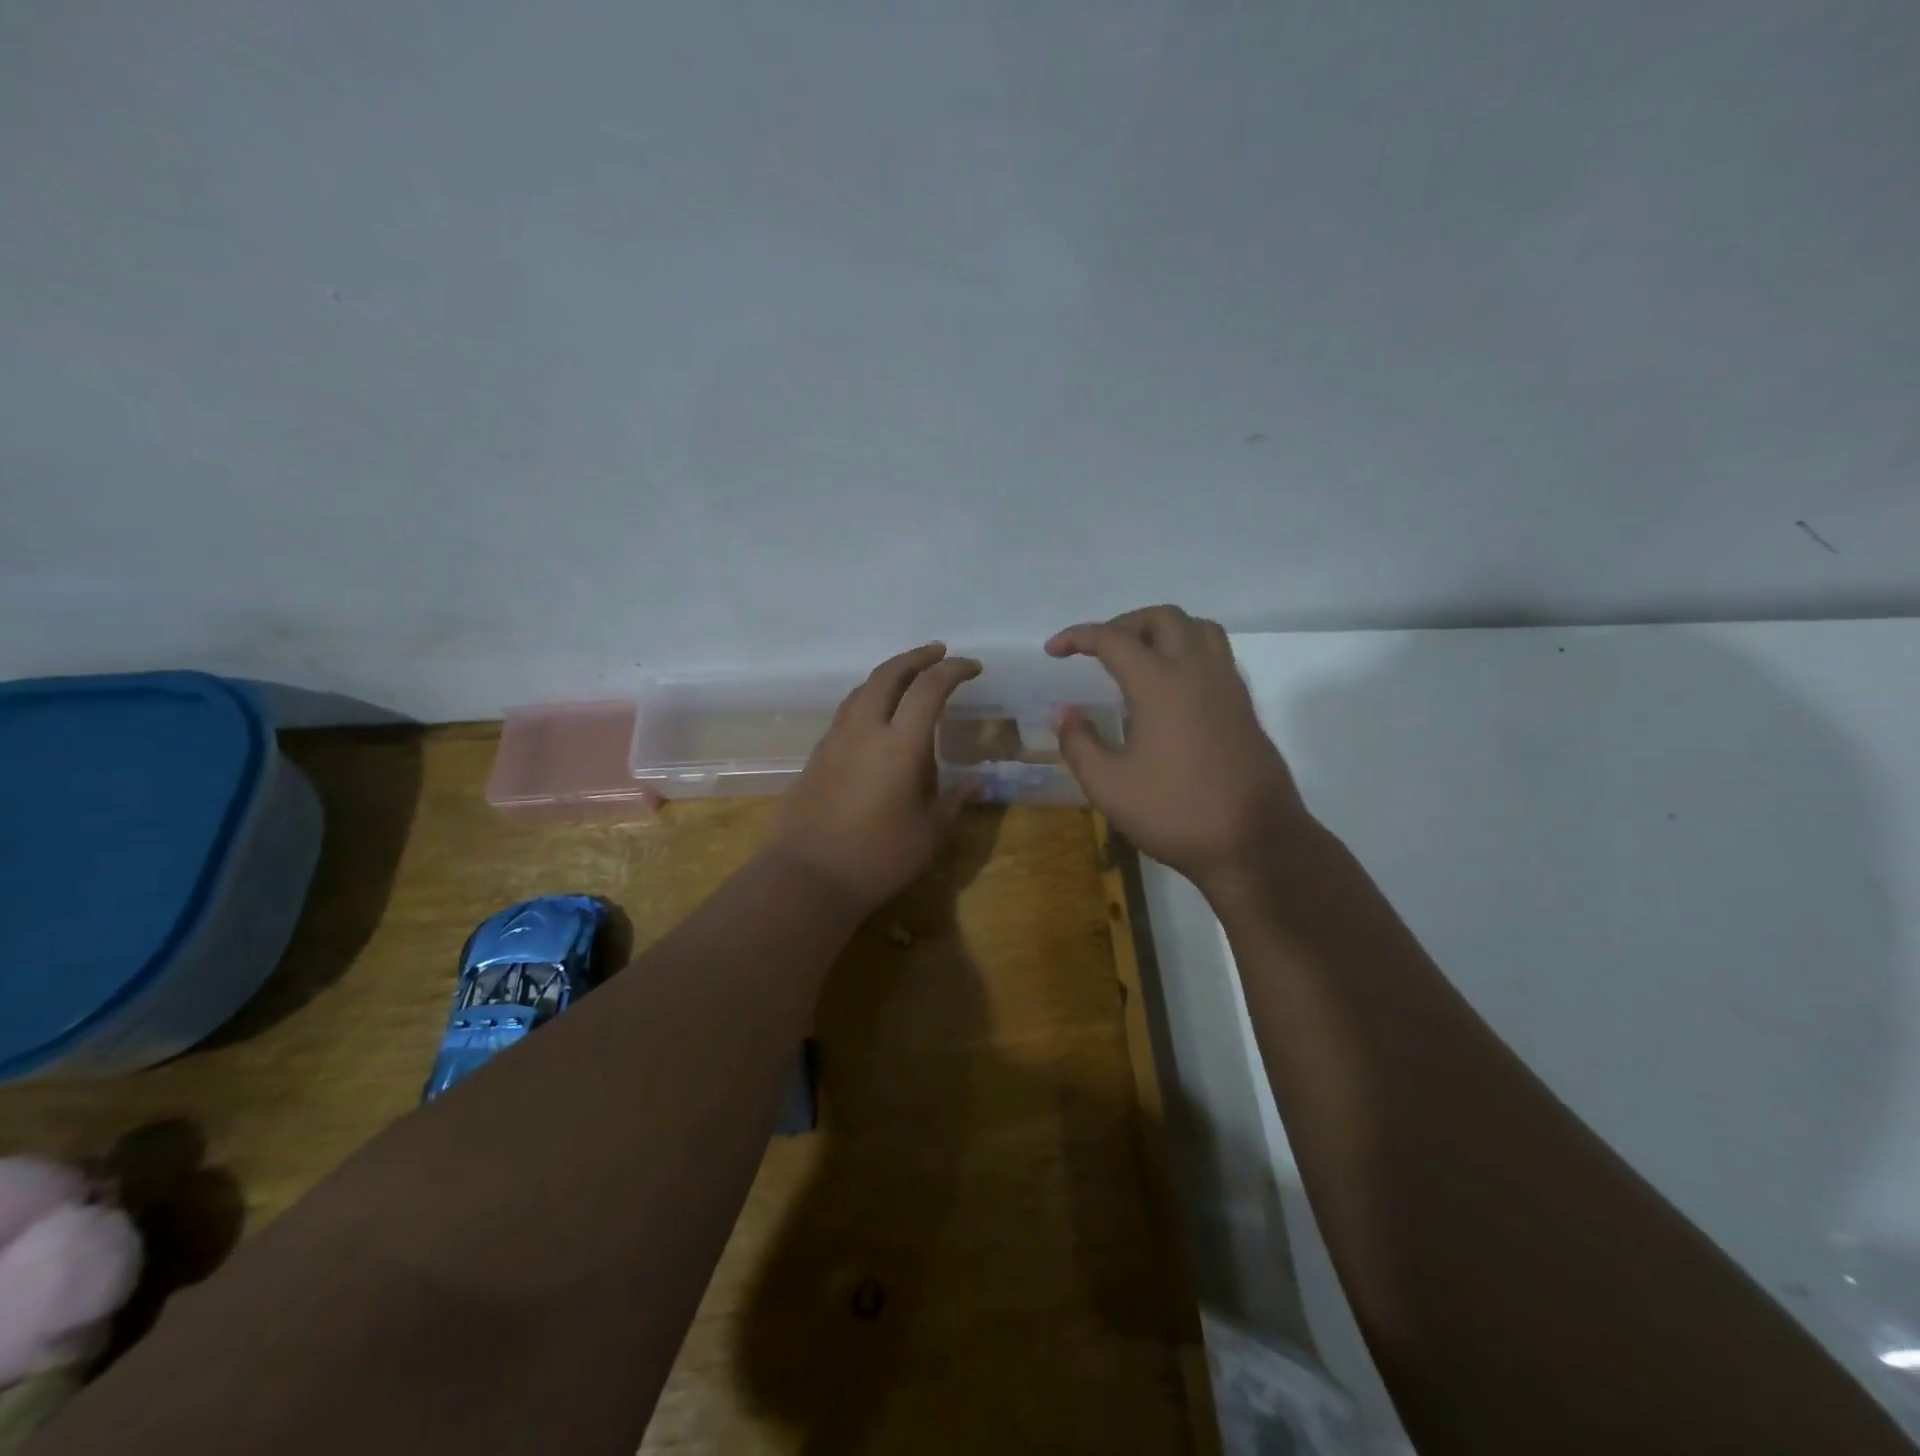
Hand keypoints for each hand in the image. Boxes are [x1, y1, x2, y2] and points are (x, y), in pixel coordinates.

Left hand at [763, 644, 980, 913]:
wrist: (806, 876)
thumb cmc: (878, 858)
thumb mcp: (929, 834)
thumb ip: (955, 802)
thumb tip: (979, 784)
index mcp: (899, 744)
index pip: (929, 687)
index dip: (954, 670)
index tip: (973, 667)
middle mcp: (864, 730)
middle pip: (889, 674)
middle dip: (917, 657)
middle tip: (939, 654)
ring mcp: (835, 740)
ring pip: (862, 689)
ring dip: (889, 675)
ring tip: (909, 680)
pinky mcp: (817, 755)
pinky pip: (847, 712)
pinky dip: (869, 700)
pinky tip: (877, 719)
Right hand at [1047, 606, 1312, 894]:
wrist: (1255, 843)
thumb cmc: (1175, 813)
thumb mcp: (1109, 786)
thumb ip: (1079, 744)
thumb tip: (1066, 714)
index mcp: (1160, 684)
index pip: (1113, 639)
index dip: (1078, 637)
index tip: (1053, 650)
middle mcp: (1198, 671)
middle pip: (1162, 618)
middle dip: (1123, 624)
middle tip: (1098, 651)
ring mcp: (1228, 686)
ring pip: (1198, 629)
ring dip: (1162, 632)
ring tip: (1137, 659)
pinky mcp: (1244, 706)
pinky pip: (1215, 655)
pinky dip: (1187, 652)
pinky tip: (1169, 690)